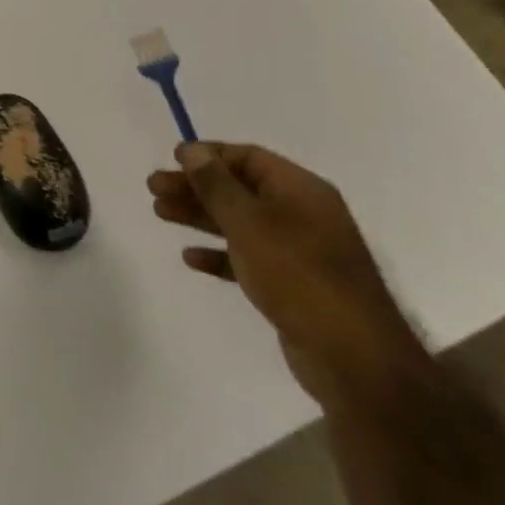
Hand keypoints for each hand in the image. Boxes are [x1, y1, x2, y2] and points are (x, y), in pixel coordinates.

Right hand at [148, 142, 431, 411]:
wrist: (351, 355)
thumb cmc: (297, 274)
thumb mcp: (249, 222)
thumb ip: (215, 184)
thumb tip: (191, 149)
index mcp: (300, 191)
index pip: (248, 157)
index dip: (208, 155)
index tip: (170, 160)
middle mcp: (302, 214)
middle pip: (239, 188)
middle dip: (195, 186)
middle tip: (153, 188)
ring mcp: (299, 250)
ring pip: (239, 222)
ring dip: (199, 215)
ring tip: (160, 213)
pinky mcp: (292, 284)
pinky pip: (247, 257)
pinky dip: (219, 253)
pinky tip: (191, 257)